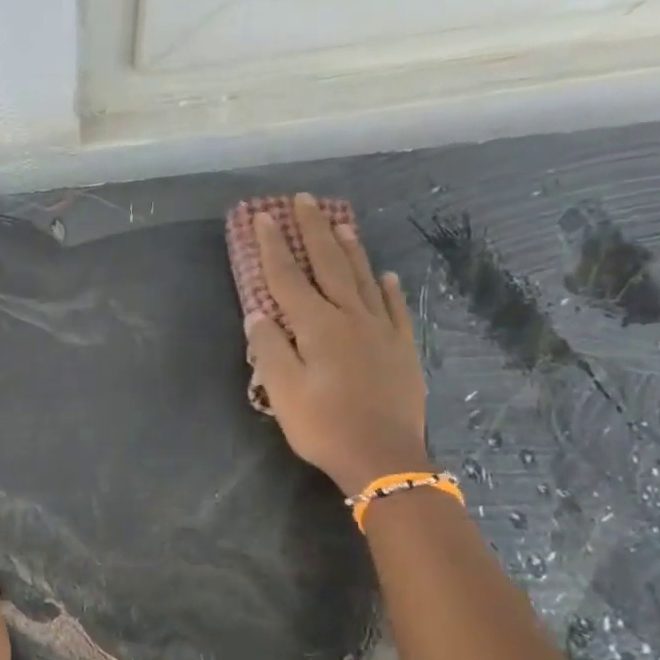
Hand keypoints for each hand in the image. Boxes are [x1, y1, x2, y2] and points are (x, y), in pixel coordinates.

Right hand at [245, 194, 431, 496]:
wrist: (384, 458)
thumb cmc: (324, 426)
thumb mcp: (283, 391)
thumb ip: (269, 348)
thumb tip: (258, 313)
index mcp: (317, 326)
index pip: (289, 277)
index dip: (274, 247)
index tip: (263, 218)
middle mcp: (351, 317)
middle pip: (330, 265)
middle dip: (314, 231)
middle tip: (305, 201)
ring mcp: (381, 331)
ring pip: (364, 278)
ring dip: (350, 248)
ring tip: (341, 223)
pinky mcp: (401, 348)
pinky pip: (395, 308)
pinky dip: (388, 288)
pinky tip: (386, 275)